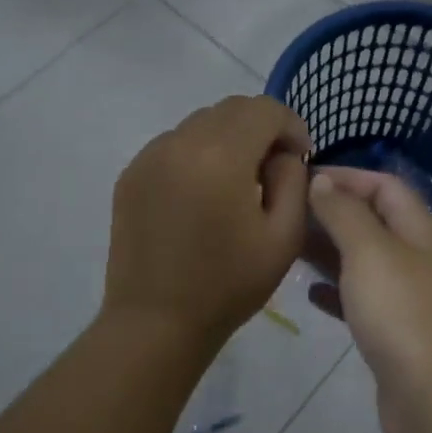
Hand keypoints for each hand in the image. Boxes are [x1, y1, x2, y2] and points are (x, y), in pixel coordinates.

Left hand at [105, 96, 310, 349]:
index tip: (300, 158)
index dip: (291, 126)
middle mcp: (181, 143)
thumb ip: (293, 180)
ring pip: (202, 122)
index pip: (265, 109)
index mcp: (222, 156)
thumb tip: (281, 154)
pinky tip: (203, 193)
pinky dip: (199, 153)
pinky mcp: (131, 174)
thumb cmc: (228, 284)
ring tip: (237, 182)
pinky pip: (175, 144)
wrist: (155, 324)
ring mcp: (150, 156)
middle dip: (262, 128)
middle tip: (273, 169)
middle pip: (233, 108)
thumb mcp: (284, 236)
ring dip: (229, 138)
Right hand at [305, 167, 431, 432]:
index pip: (384, 185)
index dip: (346, 176)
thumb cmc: (401, 312)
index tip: (302, 177)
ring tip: (289, 246)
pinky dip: (337, 291)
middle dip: (333, 212)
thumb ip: (344, 213)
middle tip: (287, 213)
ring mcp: (409, 296)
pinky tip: (309, 294)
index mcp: (420, 229)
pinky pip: (362, 299)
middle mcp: (418, 256)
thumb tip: (323, 181)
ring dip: (330, 250)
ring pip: (364, 260)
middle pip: (373, 221)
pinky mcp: (396, 332)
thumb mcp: (369, 251)